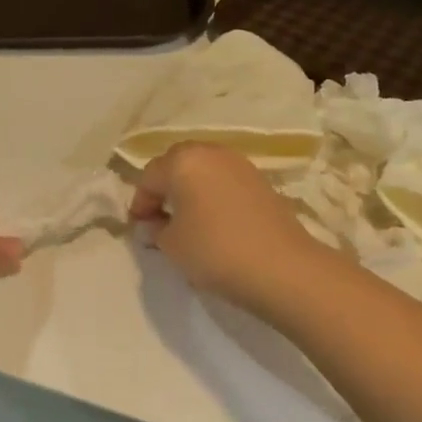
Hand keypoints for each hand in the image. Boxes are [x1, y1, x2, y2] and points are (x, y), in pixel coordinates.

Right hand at [131, 142, 323, 317]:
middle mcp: (212, 153)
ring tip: (187, 221)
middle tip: (159, 218)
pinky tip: (214, 223)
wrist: (283, 268)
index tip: (138, 228)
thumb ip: (155, 229)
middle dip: (164, 188)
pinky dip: (213, 196)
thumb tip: (154, 224)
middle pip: (177, 164)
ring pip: (204, 171)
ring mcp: (241, 165)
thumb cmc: (215, 251)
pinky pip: (225, 182)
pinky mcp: (262, 182)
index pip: (150, 177)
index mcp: (183, 161)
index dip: (140, 203)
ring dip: (190, 190)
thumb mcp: (172, 244)